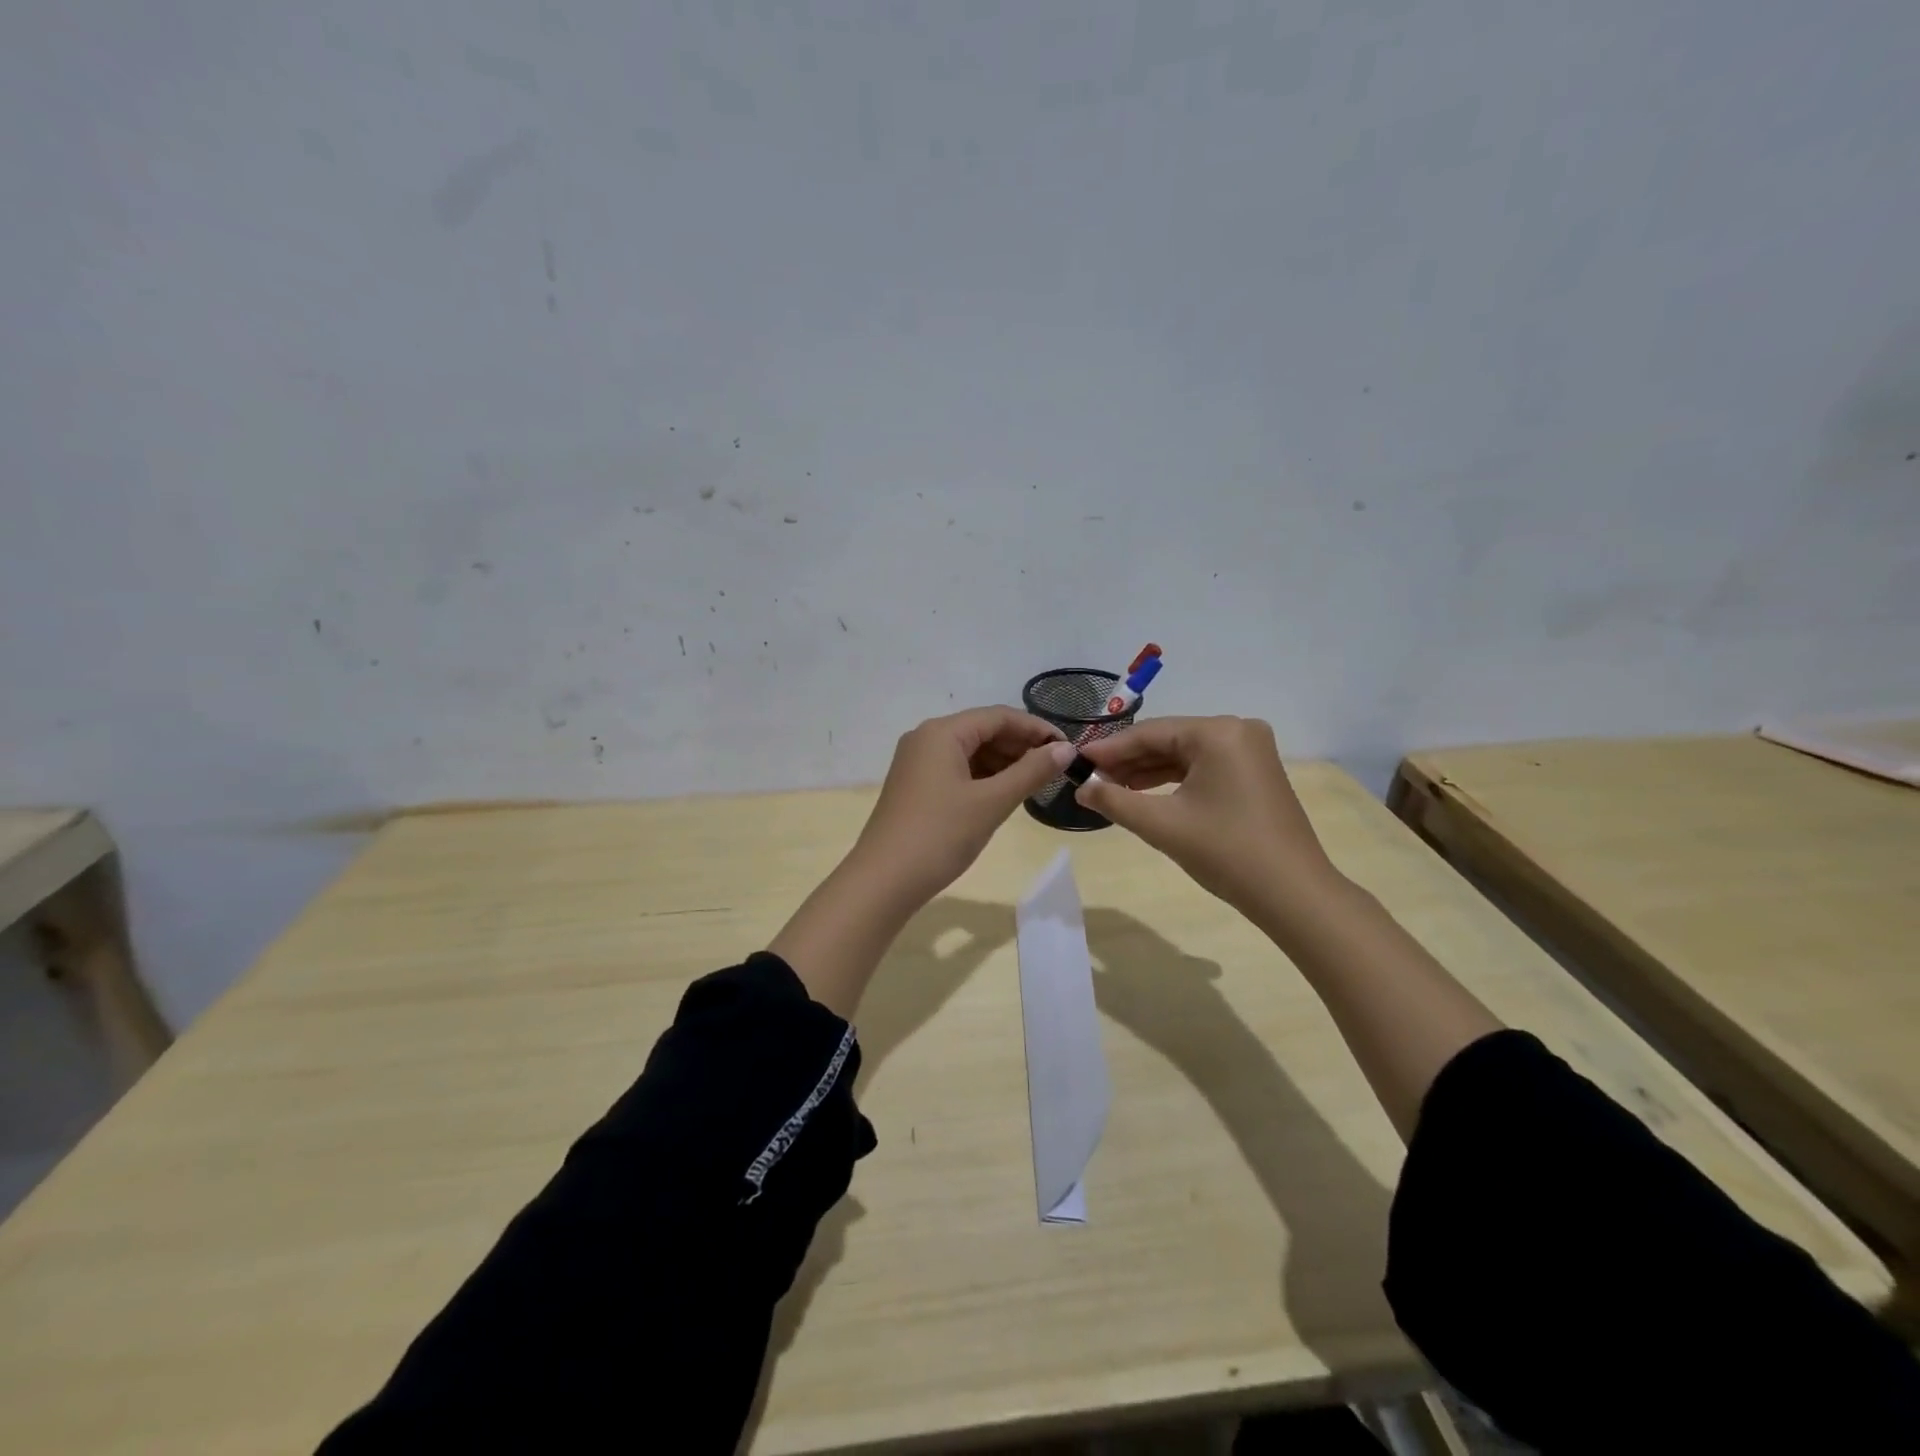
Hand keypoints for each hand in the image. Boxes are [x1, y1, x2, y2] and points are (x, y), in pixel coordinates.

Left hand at [850, 706, 1074, 906]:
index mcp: (942, 732)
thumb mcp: (992, 802)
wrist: (883, 881)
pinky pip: (957, 769)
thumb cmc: (940, 835)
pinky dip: (984, 777)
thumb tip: (1065, 749)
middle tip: (1056, 768)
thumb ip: (1031, 772)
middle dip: (1020, 745)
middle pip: (983, 730)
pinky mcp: (916, 786)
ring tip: (1036, 782)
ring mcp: (917, 763)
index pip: (998, 716)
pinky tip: (1005, 793)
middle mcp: (926, 738)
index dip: (1036, 729)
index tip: (1068, 749)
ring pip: (971, 751)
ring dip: (1004, 762)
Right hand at [1075, 716, 1340, 931]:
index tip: (1076, 760)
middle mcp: (1237, 730)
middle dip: (1128, 761)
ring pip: (1185, 754)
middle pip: (1168, 740)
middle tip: (1090, 778)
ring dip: (1148, 771)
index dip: (1110, 748)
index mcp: (1218, 732)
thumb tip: (1081, 788)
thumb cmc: (1226, 852)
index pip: (1150, 733)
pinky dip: (1173, 780)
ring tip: (1109, 788)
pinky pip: (1203, 767)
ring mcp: (1250, 751)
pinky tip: (1144, 794)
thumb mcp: (1162, 825)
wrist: (1293, 894)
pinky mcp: (1255, 772)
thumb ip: (1115, 800)